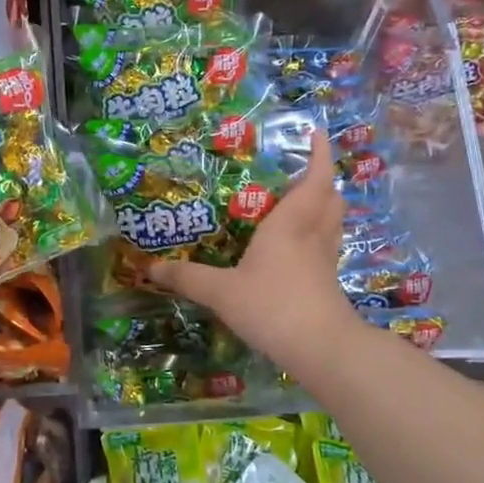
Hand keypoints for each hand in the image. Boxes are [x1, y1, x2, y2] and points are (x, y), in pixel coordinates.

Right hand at [149, 130, 360, 372]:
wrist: (321, 349)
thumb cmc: (273, 306)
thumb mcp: (221, 292)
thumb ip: (187, 277)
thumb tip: (151, 268)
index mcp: (290, 224)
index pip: (313, 180)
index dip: (318, 155)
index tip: (316, 133)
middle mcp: (312, 235)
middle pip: (330, 198)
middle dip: (322, 179)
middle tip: (303, 169)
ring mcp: (325, 260)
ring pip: (333, 222)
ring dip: (324, 205)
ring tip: (304, 201)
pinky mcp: (329, 284)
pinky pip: (327, 246)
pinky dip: (319, 235)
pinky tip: (301, 248)